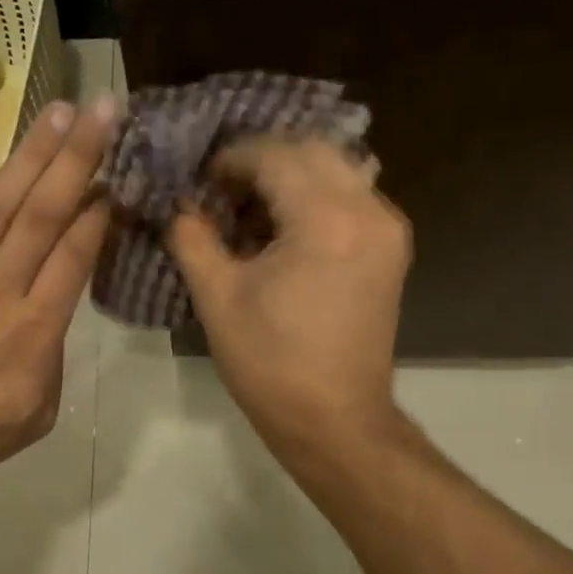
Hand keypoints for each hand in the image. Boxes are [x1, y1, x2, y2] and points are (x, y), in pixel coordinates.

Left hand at [0, 97, 114, 493]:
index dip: (99, 211)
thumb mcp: (35, 413)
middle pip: (45, 214)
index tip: (119, 174)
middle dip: (79, 160)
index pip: (75, 255)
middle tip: (106, 112)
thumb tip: (49, 319)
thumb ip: (51, 360)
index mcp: (36, 329)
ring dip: (31, 155)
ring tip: (59, 112)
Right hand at [169, 137, 410, 449]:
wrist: (336, 422)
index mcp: (326, 218)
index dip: (232, 160)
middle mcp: (368, 210)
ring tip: (253, 215)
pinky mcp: (392, 252)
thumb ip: (193, 238)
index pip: (275, 155)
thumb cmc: (271, 364)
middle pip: (313, 151)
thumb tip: (181, 207)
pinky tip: (287, 234)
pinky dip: (318, 201)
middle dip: (264, 162)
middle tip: (226, 193)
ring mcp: (387, 231)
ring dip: (293, 179)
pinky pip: (354, 201)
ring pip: (338, 172)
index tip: (201, 182)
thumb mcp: (218, 298)